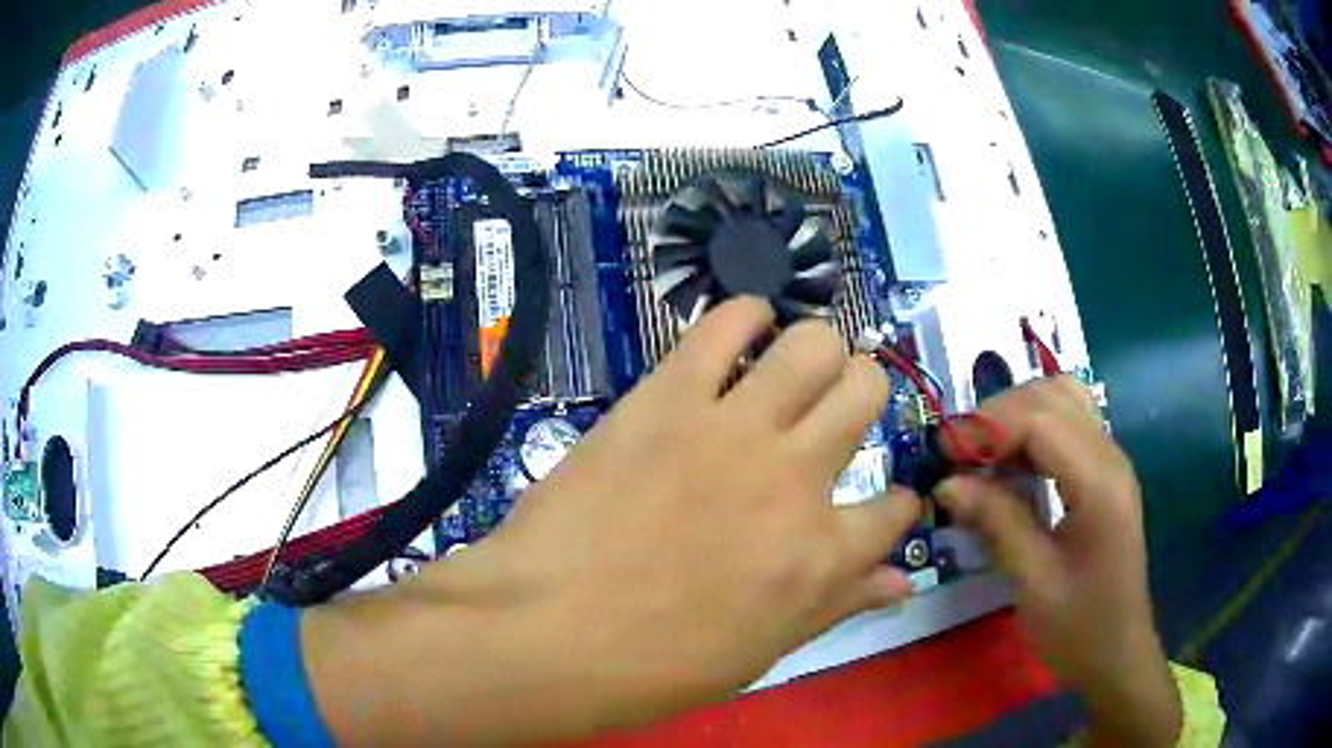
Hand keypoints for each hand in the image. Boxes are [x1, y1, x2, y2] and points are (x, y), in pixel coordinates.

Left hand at [303, 297, 921, 744]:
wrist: (545, 632)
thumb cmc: (654, 667)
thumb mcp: (761, 652)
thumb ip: (838, 606)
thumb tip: (902, 581)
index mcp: (822, 553)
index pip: (896, 508)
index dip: (898, 506)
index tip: (884, 506)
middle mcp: (797, 477)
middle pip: (866, 392)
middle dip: (862, 396)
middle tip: (832, 414)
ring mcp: (733, 428)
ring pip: (813, 345)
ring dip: (816, 350)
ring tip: (792, 370)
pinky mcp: (668, 395)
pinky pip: (725, 324)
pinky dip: (744, 317)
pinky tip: (742, 331)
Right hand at [936, 378, 1180, 746]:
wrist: (1118, 653)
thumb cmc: (1079, 628)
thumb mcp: (1034, 582)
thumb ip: (997, 523)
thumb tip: (947, 483)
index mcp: (1099, 483)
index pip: (1041, 419)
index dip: (988, 425)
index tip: (943, 453)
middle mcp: (1110, 456)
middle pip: (1051, 396)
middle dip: (998, 415)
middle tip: (957, 456)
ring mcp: (1110, 461)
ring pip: (1061, 399)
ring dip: (1016, 417)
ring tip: (982, 457)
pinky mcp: (1104, 473)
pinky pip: (1067, 425)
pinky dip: (1032, 431)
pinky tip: (1011, 466)